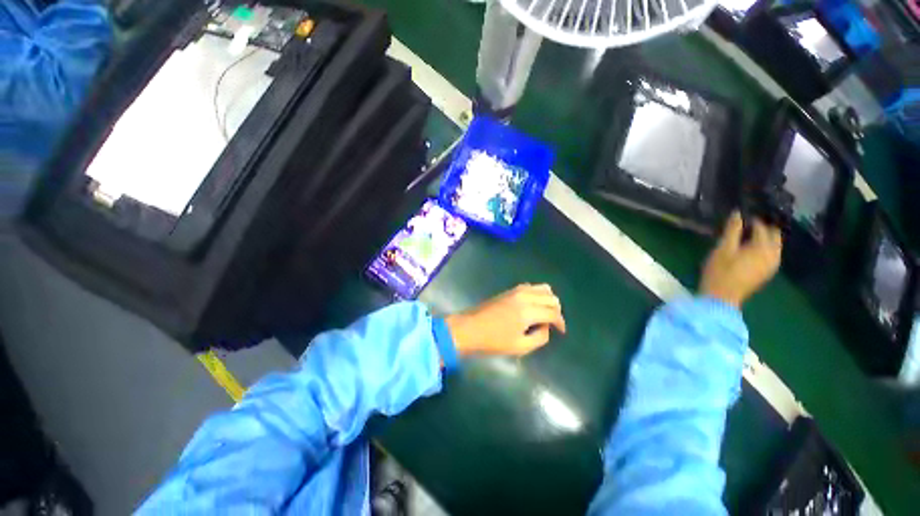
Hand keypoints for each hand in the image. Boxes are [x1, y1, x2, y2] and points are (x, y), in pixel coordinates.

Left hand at [444, 284, 565, 356]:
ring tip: (545, 313)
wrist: (470, 328)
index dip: (560, 322)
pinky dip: (538, 293)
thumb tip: (546, 327)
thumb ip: (539, 337)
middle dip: (556, 310)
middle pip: (551, 297)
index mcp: (528, 311)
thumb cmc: (493, 341)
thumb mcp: (520, 346)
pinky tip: (534, 305)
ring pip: (542, 288)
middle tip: (553, 323)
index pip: (553, 312)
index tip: (561, 331)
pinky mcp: (509, 290)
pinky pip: (530, 286)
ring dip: (548, 299)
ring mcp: (516, 290)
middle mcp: (525, 296)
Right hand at [700, 211, 781, 307]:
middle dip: (763, 228)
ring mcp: (772, 264)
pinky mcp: (767, 272)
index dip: (752, 220)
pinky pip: (771, 254)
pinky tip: (751, 249)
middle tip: (747, 224)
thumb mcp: (723, 248)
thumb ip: (732, 230)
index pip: (762, 227)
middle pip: (774, 235)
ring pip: (775, 245)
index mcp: (763, 247)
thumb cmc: (720, 271)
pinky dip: (764, 248)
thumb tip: (737, 213)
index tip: (741, 215)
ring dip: (765, 238)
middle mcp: (773, 254)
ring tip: (748, 235)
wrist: (722, 297)